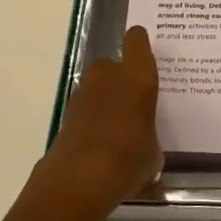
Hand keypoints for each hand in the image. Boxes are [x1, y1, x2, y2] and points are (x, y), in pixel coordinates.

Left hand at [40, 25, 162, 212]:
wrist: (79, 179)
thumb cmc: (129, 157)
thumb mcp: (154, 152)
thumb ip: (150, 138)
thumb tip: (146, 147)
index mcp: (137, 76)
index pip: (137, 41)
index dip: (140, 44)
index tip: (145, 53)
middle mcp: (108, 76)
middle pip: (113, 64)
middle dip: (120, 79)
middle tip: (134, 101)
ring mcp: (83, 94)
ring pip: (97, 87)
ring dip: (105, 100)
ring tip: (119, 128)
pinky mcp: (66, 116)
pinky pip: (86, 110)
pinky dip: (92, 121)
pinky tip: (103, 146)